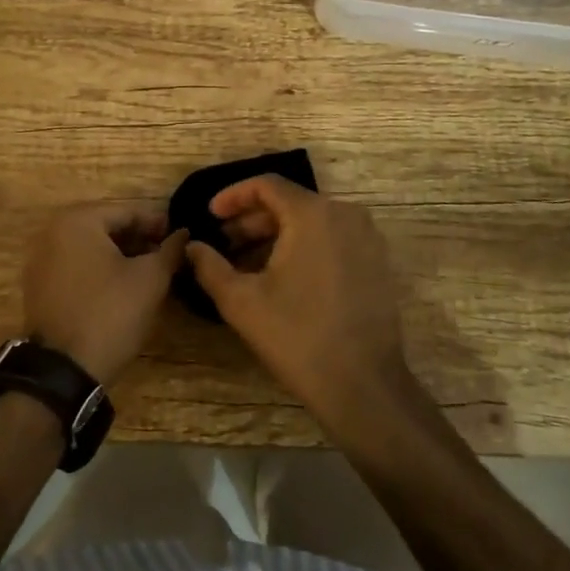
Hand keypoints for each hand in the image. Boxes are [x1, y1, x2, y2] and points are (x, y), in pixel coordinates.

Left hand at [22, 204, 186, 386]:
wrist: (64, 371)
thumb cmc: (110, 313)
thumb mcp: (150, 279)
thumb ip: (169, 250)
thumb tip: (183, 234)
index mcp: (77, 220)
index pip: (128, 212)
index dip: (158, 225)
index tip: (182, 238)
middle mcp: (52, 232)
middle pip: (107, 227)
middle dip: (139, 240)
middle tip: (168, 255)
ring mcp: (40, 260)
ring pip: (91, 248)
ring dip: (120, 255)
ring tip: (150, 271)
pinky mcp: (38, 286)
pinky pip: (76, 266)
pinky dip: (99, 270)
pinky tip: (122, 286)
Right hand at [185, 177, 410, 425]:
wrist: (363, 385)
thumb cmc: (297, 336)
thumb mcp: (241, 301)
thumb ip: (210, 266)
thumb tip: (191, 247)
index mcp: (313, 214)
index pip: (267, 185)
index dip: (233, 196)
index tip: (210, 215)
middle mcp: (345, 214)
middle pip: (290, 202)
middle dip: (252, 220)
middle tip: (224, 243)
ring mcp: (367, 238)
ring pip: (312, 222)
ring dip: (277, 235)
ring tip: (247, 263)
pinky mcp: (377, 262)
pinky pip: (333, 239)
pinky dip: (304, 247)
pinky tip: (283, 276)